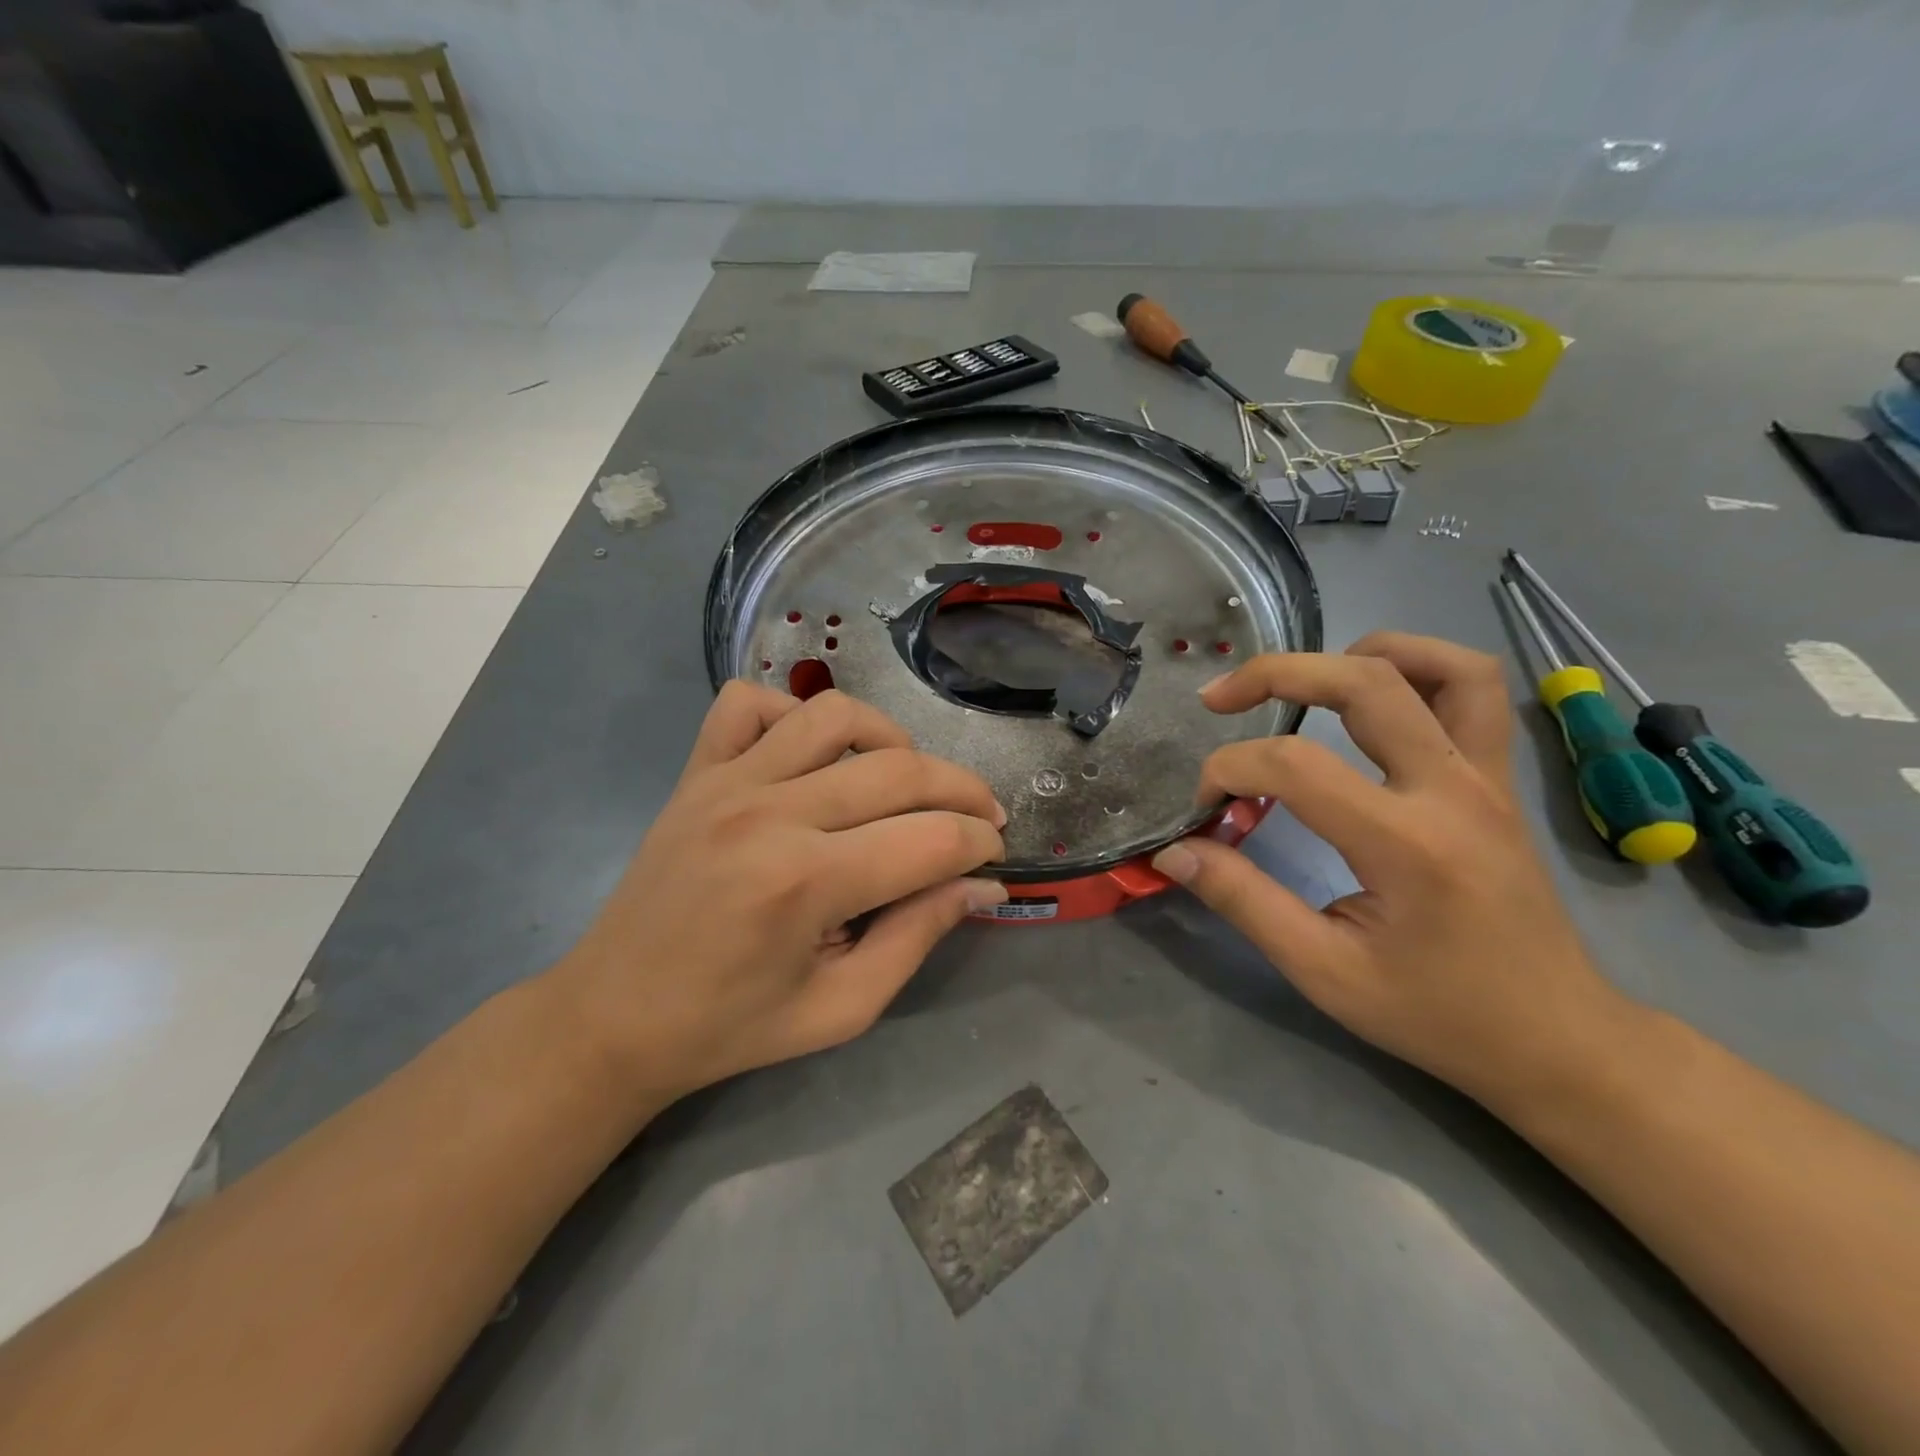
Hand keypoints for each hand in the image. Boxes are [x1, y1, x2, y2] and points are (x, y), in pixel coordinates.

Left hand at [549, 683, 1007, 1105]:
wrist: (613, 1016)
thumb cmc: (731, 1026)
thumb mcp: (841, 1007)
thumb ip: (918, 937)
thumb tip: (982, 885)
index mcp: (806, 884)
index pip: (932, 838)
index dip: (980, 844)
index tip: (993, 857)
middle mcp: (771, 814)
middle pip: (900, 769)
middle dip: (963, 790)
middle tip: (980, 818)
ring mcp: (727, 782)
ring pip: (835, 714)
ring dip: (892, 738)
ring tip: (907, 777)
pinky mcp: (696, 772)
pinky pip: (747, 704)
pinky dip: (793, 714)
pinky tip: (813, 756)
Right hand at [1151, 633, 1633, 1108]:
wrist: (1556, 1039)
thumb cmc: (1436, 1013)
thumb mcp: (1324, 971)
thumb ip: (1243, 900)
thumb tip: (1175, 851)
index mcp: (1406, 844)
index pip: (1295, 765)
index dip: (1229, 770)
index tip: (1204, 808)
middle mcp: (1453, 791)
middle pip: (1365, 682)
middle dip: (1276, 673)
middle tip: (1219, 698)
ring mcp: (1486, 779)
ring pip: (1442, 667)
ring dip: (1361, 654)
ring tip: (1305, 680)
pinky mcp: (1498, 782)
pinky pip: (1474, 693)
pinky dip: (1419, 670)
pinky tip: (1372, 696)